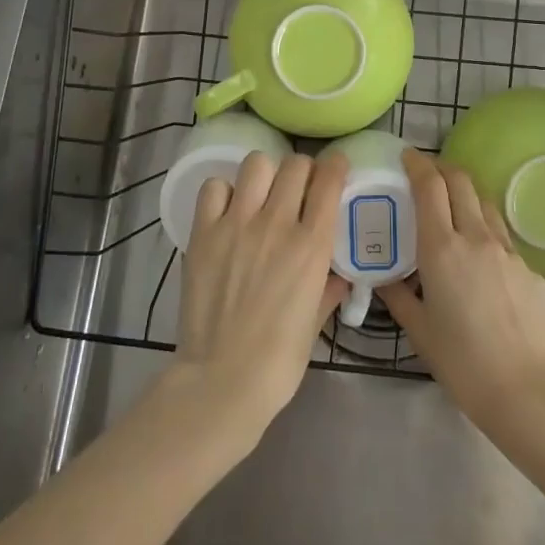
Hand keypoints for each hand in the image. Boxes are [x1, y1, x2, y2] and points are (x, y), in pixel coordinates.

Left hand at [172, 151, 349, 445]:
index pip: (329, 180)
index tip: (335, 168)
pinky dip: (224, 192)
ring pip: (257, 164)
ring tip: (262, 194)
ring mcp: (237, 224)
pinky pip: (215, 188)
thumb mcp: (315, 322)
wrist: (223, 380)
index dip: (335, 166)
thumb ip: (328, 290)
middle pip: (295, 165)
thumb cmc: (280, 359)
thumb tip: (340, 277)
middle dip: (303, 170)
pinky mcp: (204, 233)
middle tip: (299, 188)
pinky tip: (228, 211)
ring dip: (265, 174)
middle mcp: (277, 223)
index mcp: (312, 245)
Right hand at [379, 148, 544, 434]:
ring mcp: (508, 250)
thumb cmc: (464, 364)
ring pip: (484, 202)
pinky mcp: (530, 268)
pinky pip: (502, 233)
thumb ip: (399, 297)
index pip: (429, 186)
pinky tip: (479, 253)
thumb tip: (383, 277)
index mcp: (442, 248)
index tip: (406, 156)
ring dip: (466, 193)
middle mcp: (476, 237)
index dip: (417, 164)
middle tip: (426, 174)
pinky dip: (485, 226)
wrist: (530, 392)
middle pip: (460, 181)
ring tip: (452, 206)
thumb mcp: (420, 331)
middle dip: (441, 168)